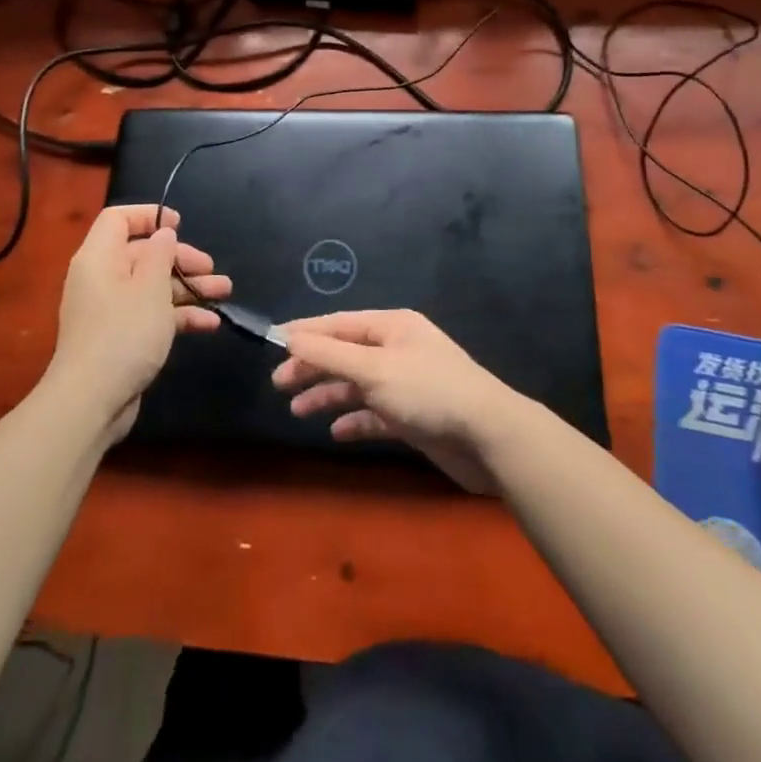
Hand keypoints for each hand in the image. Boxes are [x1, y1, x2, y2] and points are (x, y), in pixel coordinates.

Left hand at [49, 205, 230, 440]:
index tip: (180, 224)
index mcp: (100, 258)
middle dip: (181, 259)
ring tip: (224, 291)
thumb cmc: (123, 333)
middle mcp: (103, 279)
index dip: (148, 216)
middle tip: (211, 268)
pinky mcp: (122, 338)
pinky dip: (179, 315)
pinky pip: (153, 315)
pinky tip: (210, 323)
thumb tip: (163, 233)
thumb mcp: (150, 287)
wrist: (91, 402)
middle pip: (144, 254)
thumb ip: (161, 254)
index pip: (118, 220)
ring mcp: (112, 310)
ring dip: (189, 287)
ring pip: (154, 286)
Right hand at [271, 310, 519, 493]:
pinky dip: (355, 420)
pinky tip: (336, 432)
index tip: (272, 343)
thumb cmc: (428, 392)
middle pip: (346, 354)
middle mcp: (398, 349)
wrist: (488, 437)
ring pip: (357, 385)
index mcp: (392, 326)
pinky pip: (375, 414)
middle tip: (279, 384)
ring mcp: (406, 383)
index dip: (305, 333)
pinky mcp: (413, 416)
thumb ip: (329, 354)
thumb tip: (290, 337)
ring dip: (329, 395)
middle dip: (313, 367)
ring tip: (298, 410)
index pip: (339, 324)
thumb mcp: (374, 369)